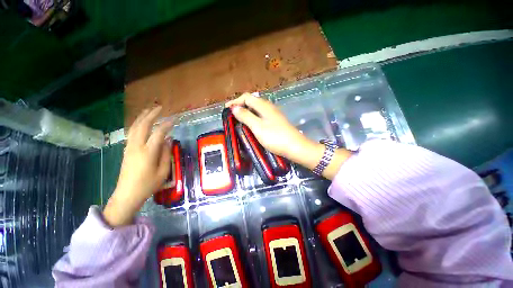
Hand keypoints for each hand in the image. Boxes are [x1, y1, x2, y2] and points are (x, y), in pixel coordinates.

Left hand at [104, 107, 172, 226]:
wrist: (127, 194)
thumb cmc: (148, 185)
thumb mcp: (163, 171)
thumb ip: (166, 154)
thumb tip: (168, 140)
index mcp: (148, 153)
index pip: (158, 133)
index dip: (167, 125)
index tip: (175, 119)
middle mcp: (137, 147)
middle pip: (143, 126)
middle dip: (151, 115)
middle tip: (160, 108)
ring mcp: (130, 147)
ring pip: (135, 127)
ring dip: (142, 117)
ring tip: (149, 110)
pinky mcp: (127, 150)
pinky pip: (132, 133)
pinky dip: (137, 124)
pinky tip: (142, 122)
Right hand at [225, 93, 315, 159]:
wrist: (294, 146)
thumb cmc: (275, 137)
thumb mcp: (257, 127)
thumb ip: (245, 116)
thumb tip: (234, 108)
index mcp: (264, 106)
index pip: (246, 97)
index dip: (235, 101)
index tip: (226, 110)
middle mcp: (269, 107)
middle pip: (251, 101)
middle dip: (240, 106)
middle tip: (232, 116)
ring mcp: (273, 114)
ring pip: (256, 109)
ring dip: (246, 112)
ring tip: (239, 120)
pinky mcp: (275, 121)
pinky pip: (261, 115)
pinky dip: (253, 117)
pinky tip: (251, 125)